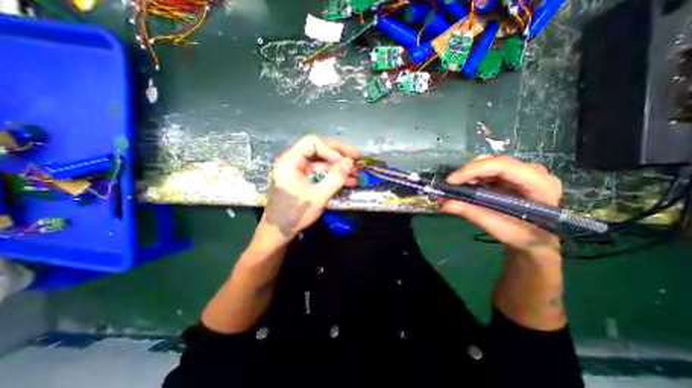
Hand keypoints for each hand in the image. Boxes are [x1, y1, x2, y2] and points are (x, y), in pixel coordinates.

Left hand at [257, 135, 358, 244]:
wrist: (279, 231)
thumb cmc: (295, 213)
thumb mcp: (319, 196)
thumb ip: (335, 178)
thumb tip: (350, 162)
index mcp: (290, 161)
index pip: (312, 143)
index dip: (331, 150)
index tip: (344, 162)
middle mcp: (293, 162)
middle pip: (318, 150)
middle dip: (338, 155)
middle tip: (356, 157)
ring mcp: (299, 172)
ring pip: (321, 163)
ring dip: (338, 168)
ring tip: (356, 174)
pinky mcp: (303, 181)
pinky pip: (320, 174)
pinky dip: (332, 177)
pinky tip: (347, 182)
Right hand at [440, 157, 563, 255]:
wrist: (535, 239)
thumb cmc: (522, 236)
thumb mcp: (497, 227)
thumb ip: (471, 213)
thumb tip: (443, 204)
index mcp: (539, 184)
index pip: (503, 166)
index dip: (473, 170)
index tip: (451, 181)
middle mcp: (533, 172)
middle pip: (494, 161)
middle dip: (468, 172)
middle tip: (450, 185)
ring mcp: (522, 172)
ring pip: (489, 163)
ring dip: (468, 174)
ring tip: (456, 188)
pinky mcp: (511, 176)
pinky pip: (488, 170)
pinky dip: (472, 177)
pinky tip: (464, 187)